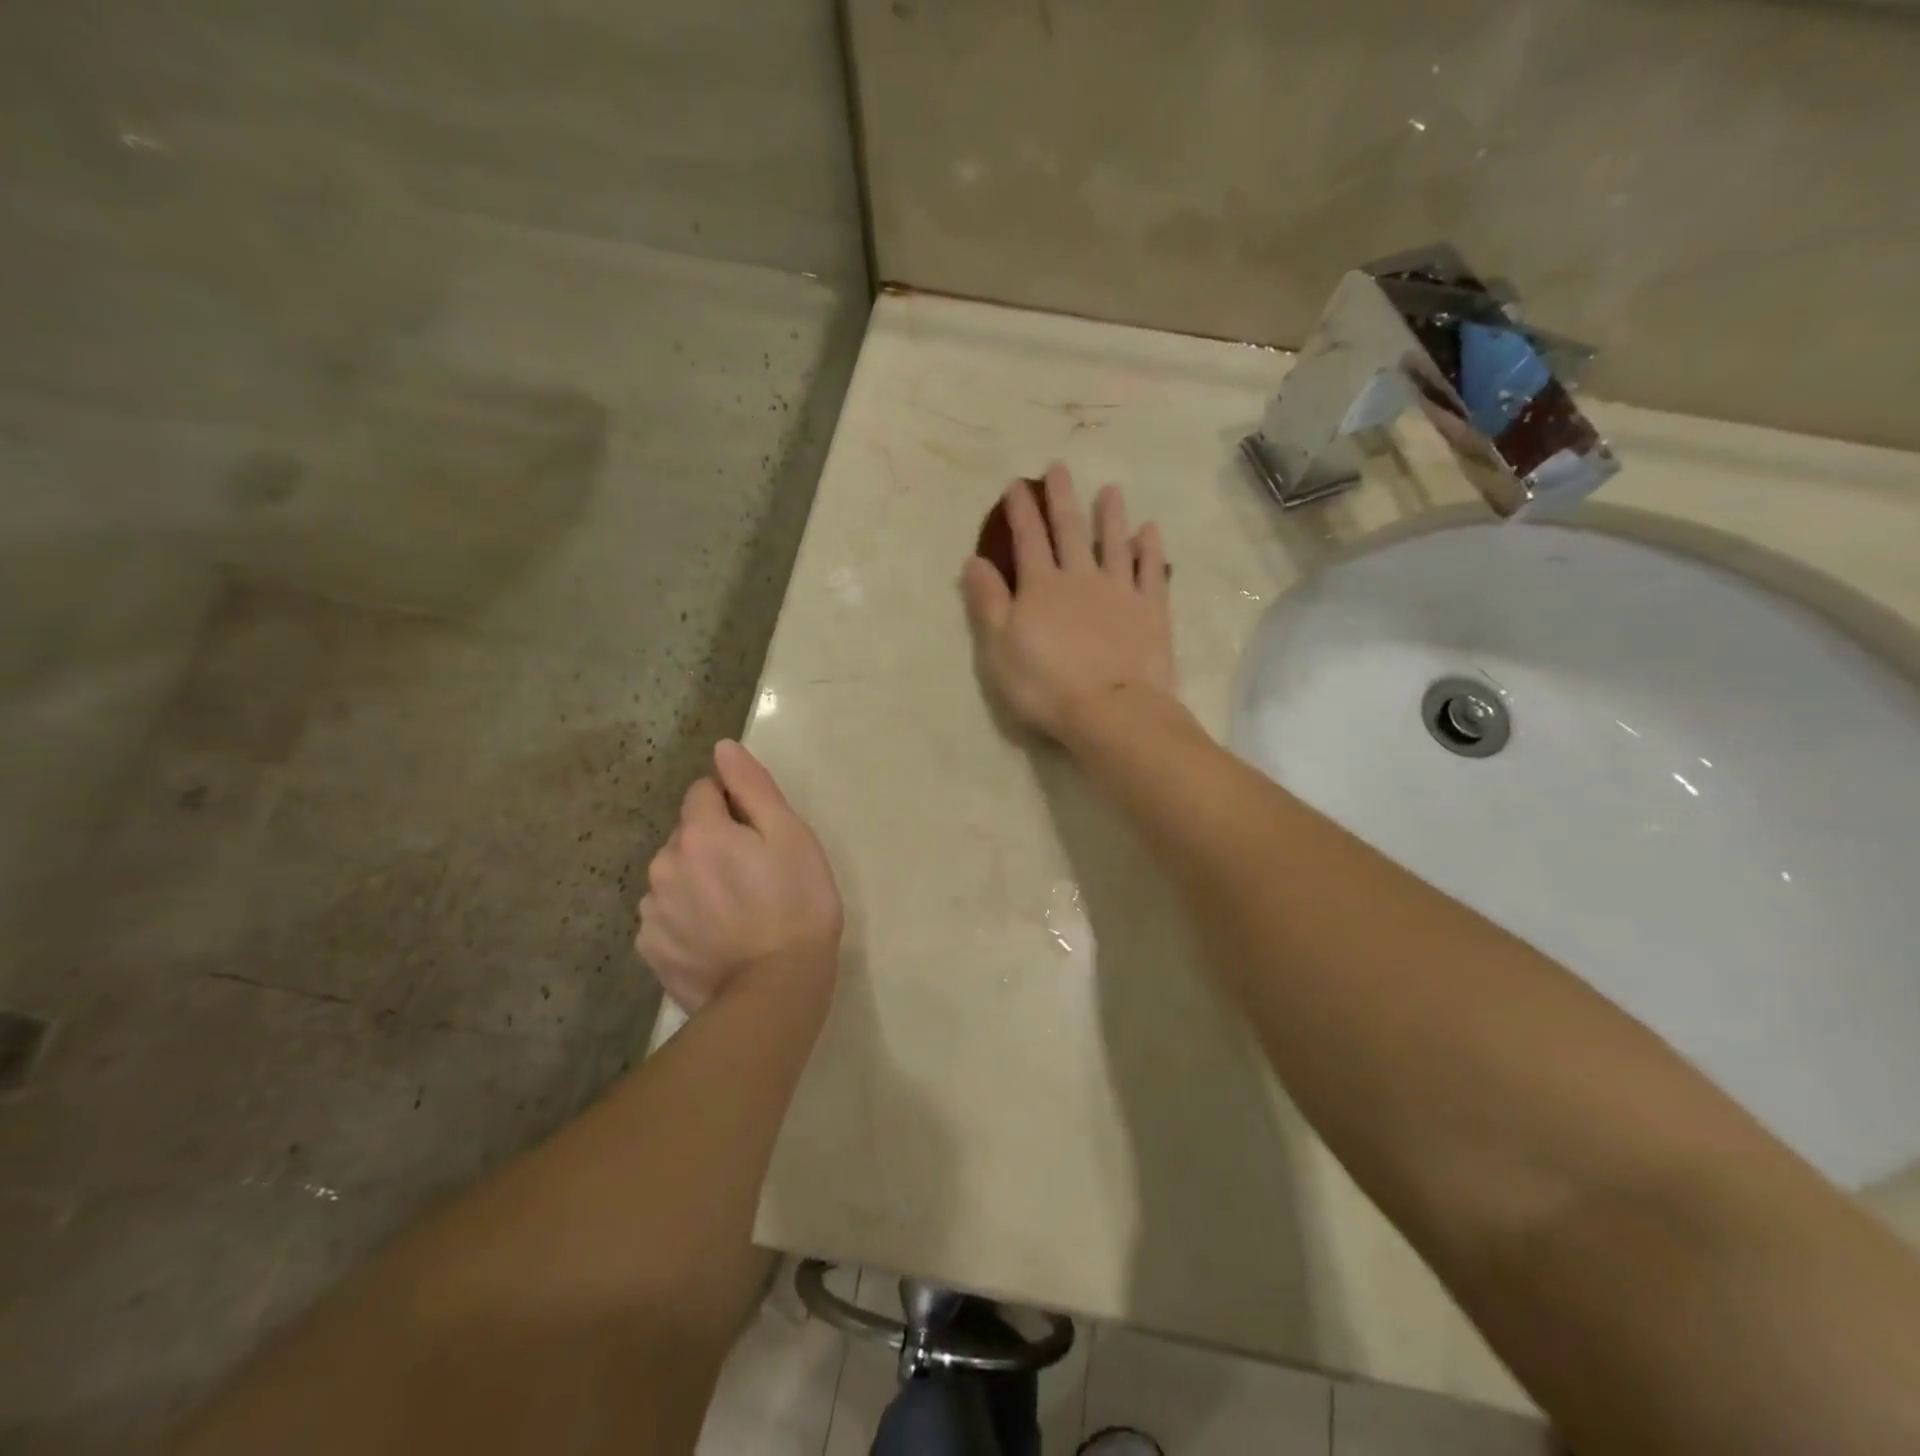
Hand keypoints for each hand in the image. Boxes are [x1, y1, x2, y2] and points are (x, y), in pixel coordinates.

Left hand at [635, 740, 842, 1014]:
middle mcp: (664, 863)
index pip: (704, 792)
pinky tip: (715, 938)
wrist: (776, 991)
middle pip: (687, 834)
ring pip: (674, 875)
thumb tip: (722, 748)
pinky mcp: (650, 949)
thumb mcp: (791, 836)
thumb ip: (753, 787)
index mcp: (700, 832)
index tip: (760, 834)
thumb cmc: (797, 905)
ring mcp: (652, 910)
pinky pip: (666, 916)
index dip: (734, 805)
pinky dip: (685, 918)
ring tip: (736, 912)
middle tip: (756, 875)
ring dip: (697, 880)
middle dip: (714, 843)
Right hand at [961, 463, 1174, 741]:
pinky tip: (1149, 531)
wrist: (1110, 710)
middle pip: (1070, 530)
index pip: (1027, 539)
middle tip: (1060, 467)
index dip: (1020, 511)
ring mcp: (1120, 591)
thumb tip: (973, 560)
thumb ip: (987, 602)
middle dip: (1062, 498)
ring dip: (1111, 515)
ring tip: (1110, 490)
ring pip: (1115, 542)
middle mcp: (1080, 578)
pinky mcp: (1152, 610)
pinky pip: (1151, 570)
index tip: (1015, 485)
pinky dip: (1150, 548)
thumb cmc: (1045, 685)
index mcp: (1041, 587)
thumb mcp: (999, 649)